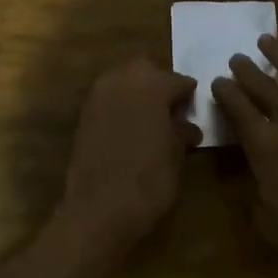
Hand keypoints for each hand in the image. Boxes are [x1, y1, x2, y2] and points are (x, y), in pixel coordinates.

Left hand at [59, 56, 200, 250]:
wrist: (98, 210)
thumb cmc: (148, 181)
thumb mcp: (175, 157)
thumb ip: (181, 133)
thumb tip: (187, 127)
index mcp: (151, 85)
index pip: (178, 80)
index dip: (188, 95)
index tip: (194, 108)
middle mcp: (121, 81)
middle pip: (144, 67)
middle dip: (158, 81)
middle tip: (170, 108)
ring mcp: (97, 97)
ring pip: (121, 79)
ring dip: (135, 91)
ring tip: (149, 119)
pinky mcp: (83, 116)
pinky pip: (106, 99)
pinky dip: (119, 106)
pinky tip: (129, 129)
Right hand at [212, 34, 277, 272]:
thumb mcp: (267, 220)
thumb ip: (254, 188)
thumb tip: (253, 171)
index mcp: (265, 147)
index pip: (237, 108)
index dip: (225, 92)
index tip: (218, 82)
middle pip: (262, 85)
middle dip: (245, 69)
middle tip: (237, 59)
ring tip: (266, 39)